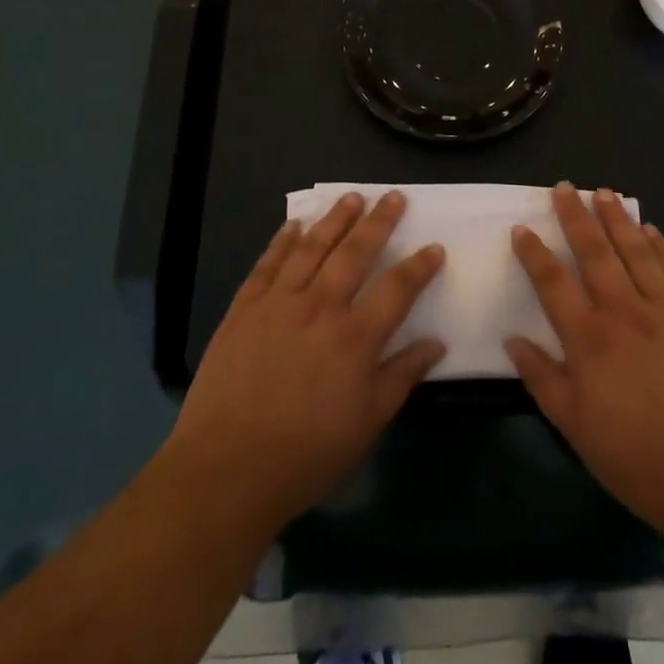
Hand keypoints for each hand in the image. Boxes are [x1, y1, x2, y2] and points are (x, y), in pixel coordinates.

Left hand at [166, 191, 445, 530]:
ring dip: (335, 219)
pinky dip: (283, 240)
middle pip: (355, 253)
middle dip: (378, 222)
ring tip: (351, 197)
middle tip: (393, 196)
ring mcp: (279, 302)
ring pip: (313, 247)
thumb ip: (402, 376)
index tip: (434, 247)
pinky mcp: (245, 307)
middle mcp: (321, 307)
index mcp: (356, 337)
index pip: (398, 289)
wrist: (227, 467)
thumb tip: (436, 343)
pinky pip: (269, 263)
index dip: (419, 266)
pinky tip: (294, 225)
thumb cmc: (306, 453)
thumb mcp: (367, 423)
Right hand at [505, 183, 663, 544]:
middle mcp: (624, 311)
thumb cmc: (638, 458)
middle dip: (577, 217)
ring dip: (618, 219)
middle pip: (595, 252)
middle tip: (565, 187)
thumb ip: (542, 379)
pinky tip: (652, 230)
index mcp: (589, 339)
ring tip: (604, 193)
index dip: (534, 253)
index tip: (521, 228)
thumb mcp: (575, 428)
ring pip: (637, 251)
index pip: (553, 283)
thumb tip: (513, 341)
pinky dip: (661, 246)